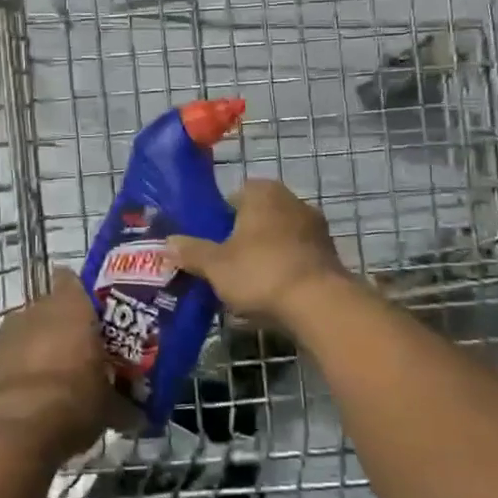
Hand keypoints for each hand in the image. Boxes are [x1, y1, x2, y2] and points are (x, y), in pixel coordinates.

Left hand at [0, 269, 122, 466]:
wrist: (16, 434)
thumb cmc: (74, 403)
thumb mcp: (110, 406)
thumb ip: (123, 401)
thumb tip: (139, 416)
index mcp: (71, 308)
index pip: (71, 280)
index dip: (81, 294)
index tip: (93, 314)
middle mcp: (35, 310)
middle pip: (50, 309)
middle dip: (63, 327)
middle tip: (81, 352)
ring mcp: (6, 334)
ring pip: (28, 332)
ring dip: (39, 348)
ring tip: (56, 377)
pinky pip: (9, 357)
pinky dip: (19, 369)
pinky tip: (32, 396)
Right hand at [166, 180, 349, 328]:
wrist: (320, 305)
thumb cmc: (261, 272)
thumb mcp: (216, 265)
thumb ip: (191, 251)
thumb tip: (166, 242)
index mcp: (263, 192)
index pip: (235, 194)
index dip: (220, 216)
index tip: (211, 240)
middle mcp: (292, 201)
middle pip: (258, 216)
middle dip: (243, 236)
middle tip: (224, 262)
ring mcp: (316, 228)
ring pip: (280, 237)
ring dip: (266, 254)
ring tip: (248, 283)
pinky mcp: (330, 255)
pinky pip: (298, 257)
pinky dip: (286, 270)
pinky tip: (273, 294)